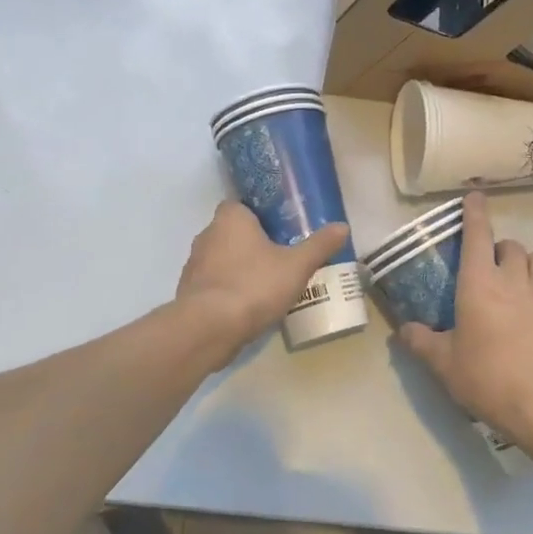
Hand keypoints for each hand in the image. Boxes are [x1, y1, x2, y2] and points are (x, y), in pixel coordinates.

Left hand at [176, 200, 350, 360]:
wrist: (208, 329)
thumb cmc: (253, 285)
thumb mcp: (296, 266)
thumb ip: (319, 245)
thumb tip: (343, 226)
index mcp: (230, 218)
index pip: (242, 205)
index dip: (261, 215)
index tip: (281, 228)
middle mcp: (207, 235)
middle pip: (234, 232)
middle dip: (254, 243)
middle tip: (281, 256)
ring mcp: (194, 265)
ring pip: (223, 259)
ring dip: (241, 268)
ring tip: (268, 283)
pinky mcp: (190, 292)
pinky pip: (215, 284)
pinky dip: (229, 290)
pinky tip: (249, 306)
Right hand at [398, 193, 532, 453]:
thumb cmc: (490, 379)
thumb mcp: (445, 366)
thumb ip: (421, 343)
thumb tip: (402, 330)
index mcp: (479, 283)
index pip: (477, 234)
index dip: (475, 212)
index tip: (475, 195)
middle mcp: (514, 278)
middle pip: (509, 245)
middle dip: (498, 249)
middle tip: (489, 269)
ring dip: (525, 264)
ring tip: (518, 282)